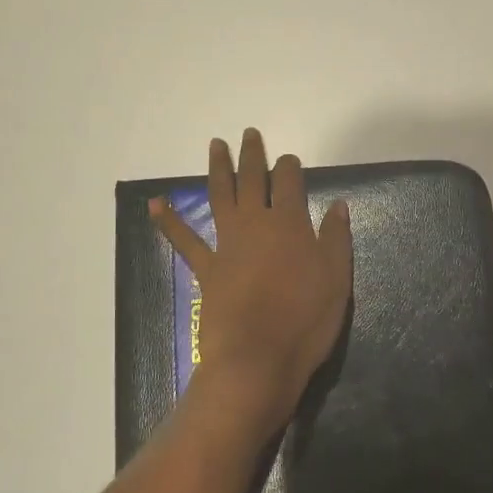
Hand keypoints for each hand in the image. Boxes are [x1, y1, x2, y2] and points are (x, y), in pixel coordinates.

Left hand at [150, 130, 352, 437]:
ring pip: (220, 196)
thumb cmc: (305, 320)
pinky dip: (169, 221)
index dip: (289, 167)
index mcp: (289, 223)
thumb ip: (335, 238)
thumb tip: (337, 205)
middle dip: (252, 156)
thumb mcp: (336, 279)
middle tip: (249, 134)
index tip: (289, 159)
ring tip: (216, 145)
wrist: (258, 358)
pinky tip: (155, 203)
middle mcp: (255, 224)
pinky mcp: (207, 269)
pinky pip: (184, 240)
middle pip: (252, 180)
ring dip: (218, 169)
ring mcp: (227, 244)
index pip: (289, 182)